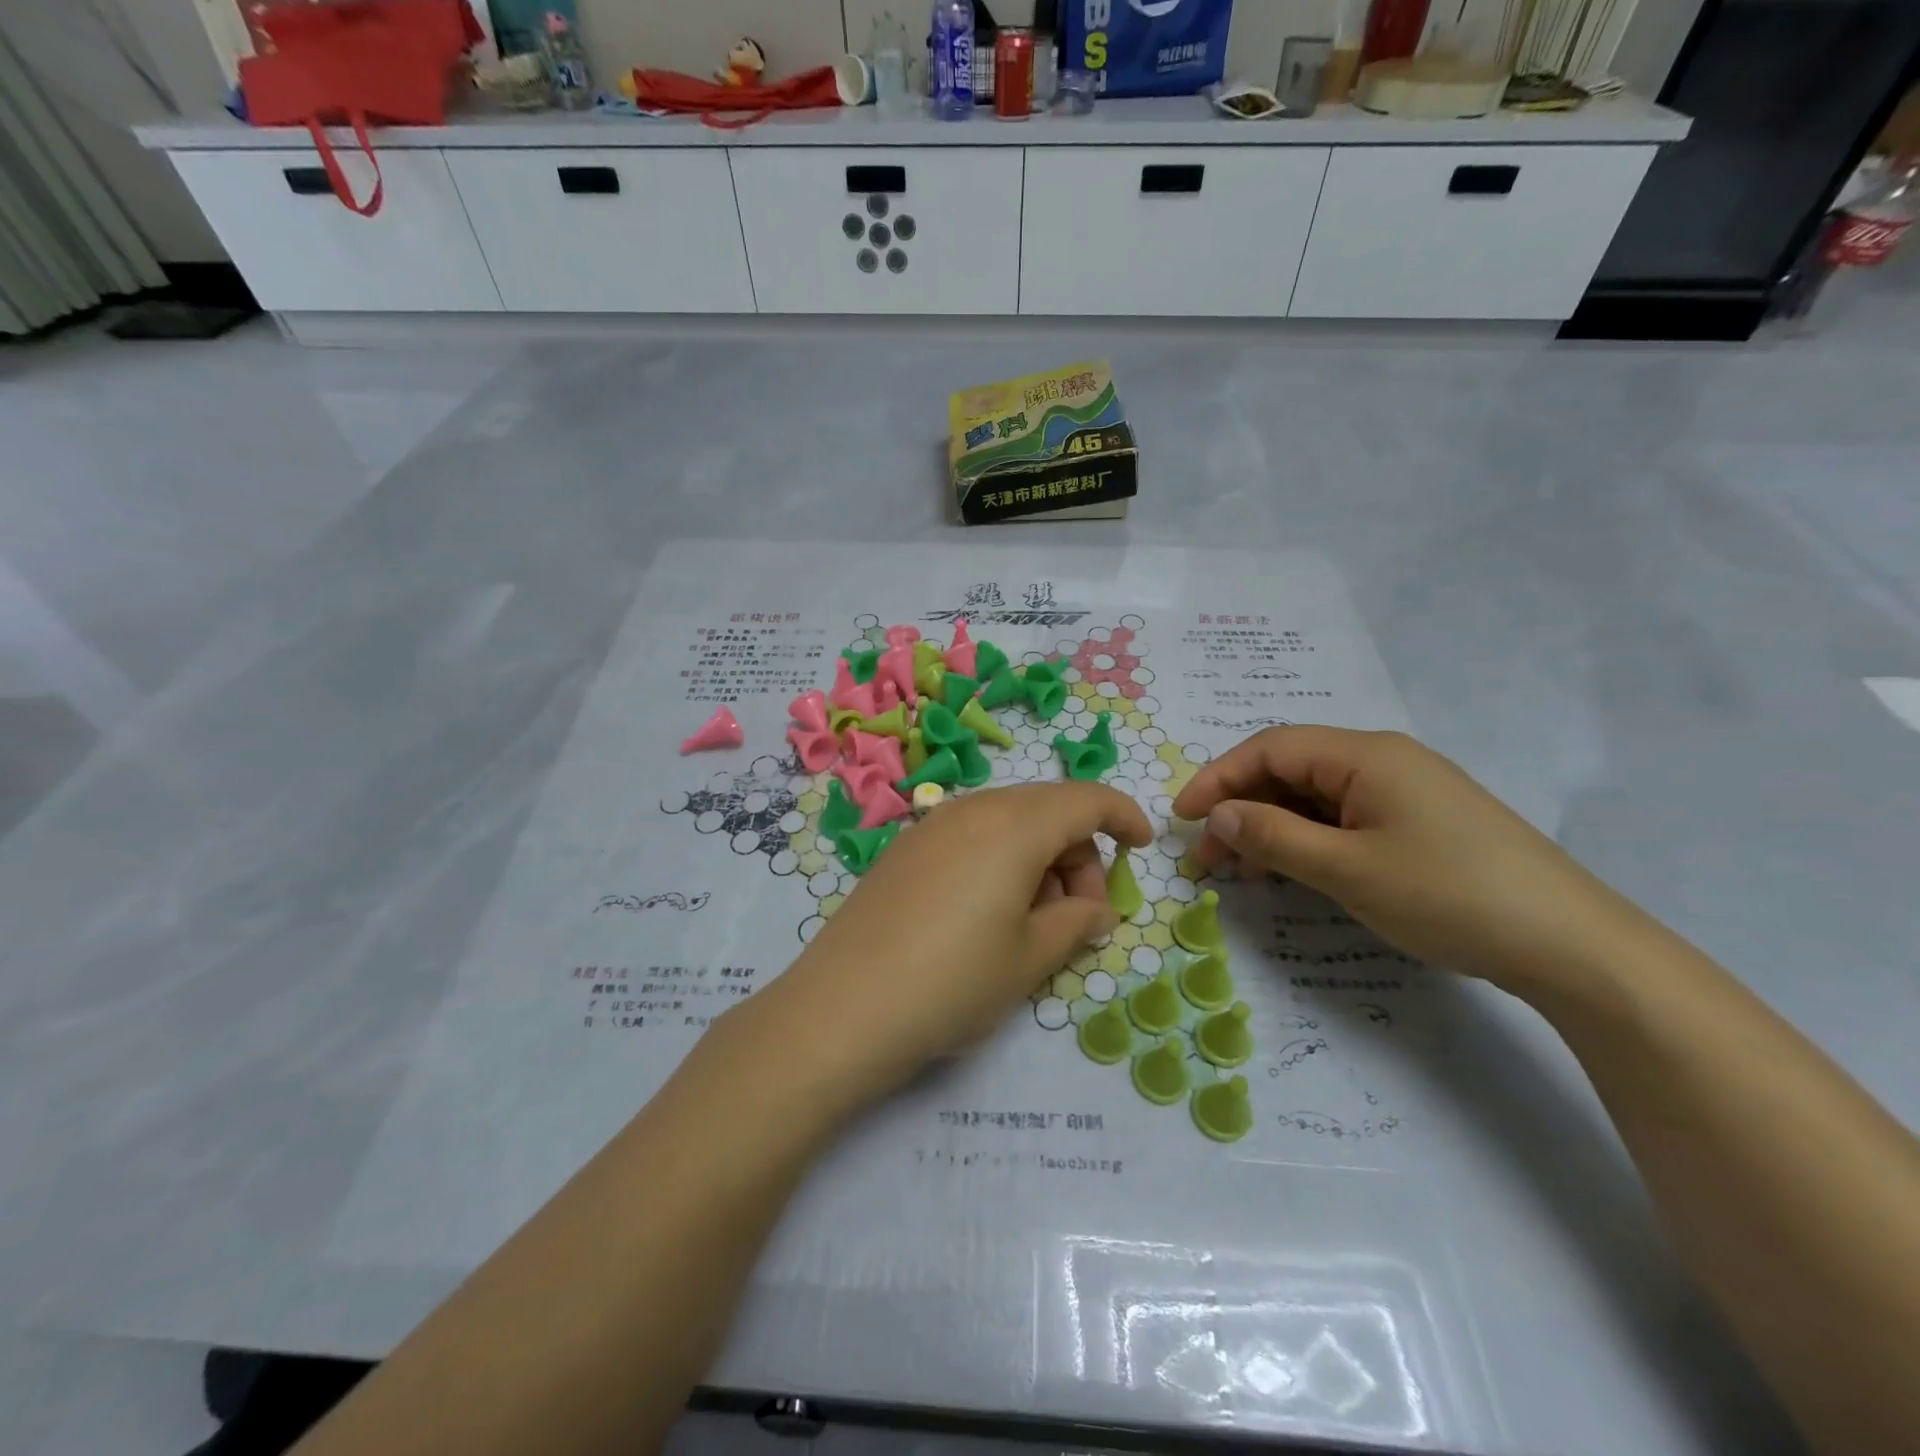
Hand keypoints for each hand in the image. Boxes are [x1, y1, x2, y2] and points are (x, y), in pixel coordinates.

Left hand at [764, 783, 1151, 1102]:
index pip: (1086, 799)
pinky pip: (971, 836)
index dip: (1123, 816)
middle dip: (1079, 853)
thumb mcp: (1030, 959)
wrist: (842, 1009)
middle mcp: (973, 810)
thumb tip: (1098, 910)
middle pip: (1047, 809)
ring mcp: (932, 825)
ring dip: (1039, 858)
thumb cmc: (952, 982)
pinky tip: (988, 913)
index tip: (1141, 847)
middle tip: (1081, 915)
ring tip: (1034, 923)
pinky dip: (999, 860)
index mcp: (1015, 826)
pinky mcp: (904, 849)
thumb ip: (1076, 923)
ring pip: (1008, 822)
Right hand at [1172, 727, 1640, 993]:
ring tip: (1243, 871)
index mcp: (1365, 755)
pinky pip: (1345, 818)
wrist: (1573, 946)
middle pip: (1291, 770)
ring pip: (1316, 797)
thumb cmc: (1449, 895)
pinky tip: (1294, 871)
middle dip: (1242, 807)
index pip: (1270, 748)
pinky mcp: (1421, 822)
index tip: (1182, 819)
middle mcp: (1383, 760)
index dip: (1218, 778)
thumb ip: (1274, 838)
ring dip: (1272, 827)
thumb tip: (1218, 816)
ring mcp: (1405, 791)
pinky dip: (1308, 840)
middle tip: (1209, 856)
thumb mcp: (1347, 870)